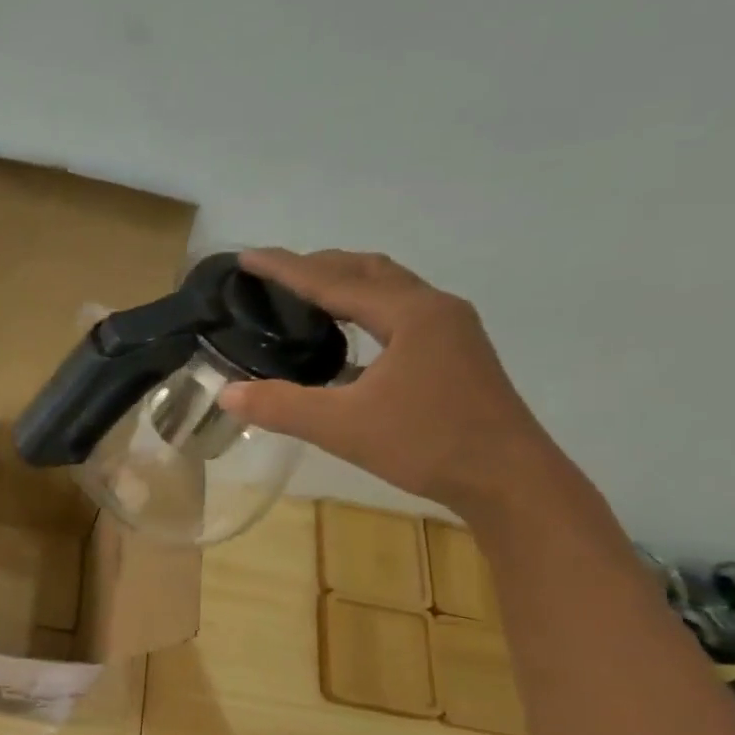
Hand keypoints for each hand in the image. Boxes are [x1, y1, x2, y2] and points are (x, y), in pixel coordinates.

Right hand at [219, 248, 565, 517]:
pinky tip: (347, 342)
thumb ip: (282, 407)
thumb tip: (227, 394)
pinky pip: (401, 315)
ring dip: (346, 286)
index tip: (248, 257)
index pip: (334, 281)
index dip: (287, 268)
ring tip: (307, 297)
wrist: (507, 477)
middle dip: (319, 267)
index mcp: (409, 314)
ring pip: (390, 291)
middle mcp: (434, 309)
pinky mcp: (456, 354)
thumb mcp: (343, 427)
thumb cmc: (427, 444)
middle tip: (275, 275)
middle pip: (368, 271)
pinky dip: (366, 313)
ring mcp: (451, 331)